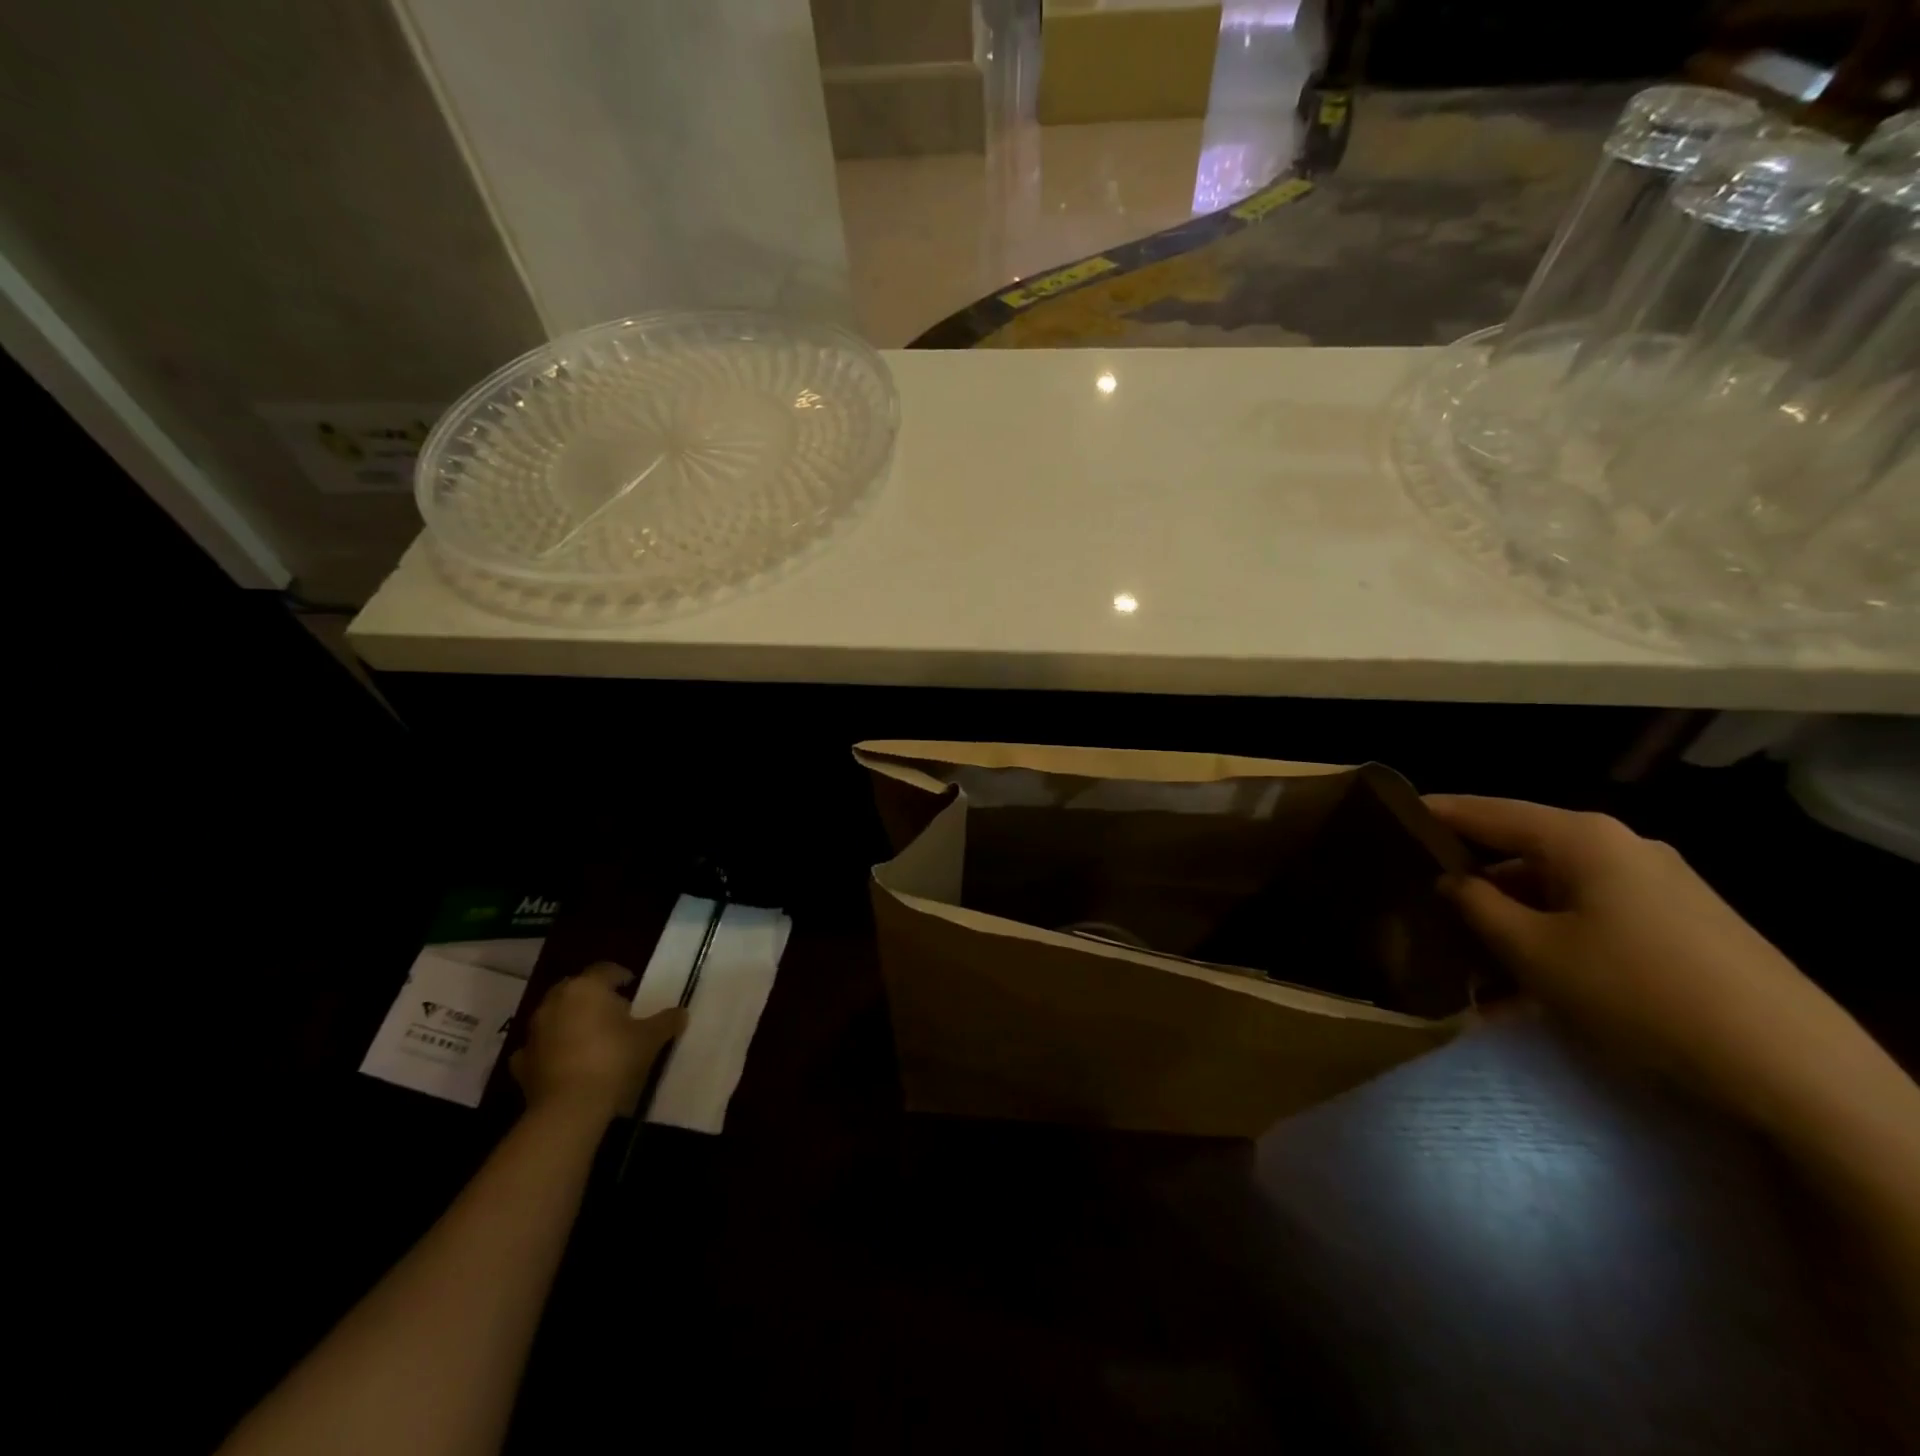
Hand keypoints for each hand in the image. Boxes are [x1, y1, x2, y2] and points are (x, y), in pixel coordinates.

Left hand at [510, 963, 685, 1121]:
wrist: (569, 1108)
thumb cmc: (614, 1059)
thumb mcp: (650, 1038)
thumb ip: (666, 1021)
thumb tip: (681, 1013)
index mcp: (587, 987)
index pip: (605, 970)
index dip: (621, 975)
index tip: (632, 986)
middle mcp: (555, 1002)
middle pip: (575, 989)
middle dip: (592, 996)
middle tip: (612, 1011)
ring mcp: (534, 1032)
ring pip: (554, 1016)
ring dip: (569, 1021)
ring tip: (591, 1037)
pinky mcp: (521, 1062)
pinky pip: (539, 1047)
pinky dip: (549, 1050)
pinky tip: (564, 1061)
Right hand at [1423, 794, 1843, 1111]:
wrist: (1791, 1065)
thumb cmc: (1637, 990)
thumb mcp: (1533, 951)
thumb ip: (1477, 906)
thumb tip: (1452, 881)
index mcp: (1580, 838)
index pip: (1486, 811)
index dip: (1434, 813)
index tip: (1387, 816)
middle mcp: (1619, 847)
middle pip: (1522, 850)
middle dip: (1471, 880)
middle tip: (1419, 900)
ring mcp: (1656, 885)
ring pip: (1555, 890)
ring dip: (1510, 921)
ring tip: (1467, 959)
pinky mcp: (1678, 923)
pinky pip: (1592, 917)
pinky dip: (1552, 940)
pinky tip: (1526, 987)